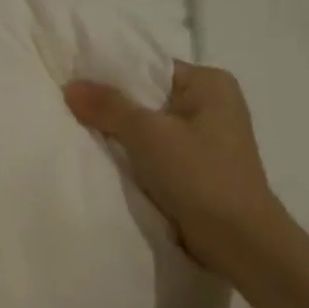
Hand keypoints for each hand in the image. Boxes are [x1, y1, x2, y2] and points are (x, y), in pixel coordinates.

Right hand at [64, 63, 287, 276]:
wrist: (238, 240)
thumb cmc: (200, 175)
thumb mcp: (148, 134)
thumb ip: (108, 106)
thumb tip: (70, 85)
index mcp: (210, 83)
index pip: (150, 67)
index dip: (110, 74)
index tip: (73, 81)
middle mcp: (212, 104)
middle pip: (147, 96)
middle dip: (112, 106)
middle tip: (69, 107)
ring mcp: (206, 138)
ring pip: (149, 126)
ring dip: (121, 133)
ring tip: (80, 132)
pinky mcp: (198, 167)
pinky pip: (156, 150)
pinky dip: (133, 154)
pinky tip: (106, 159)